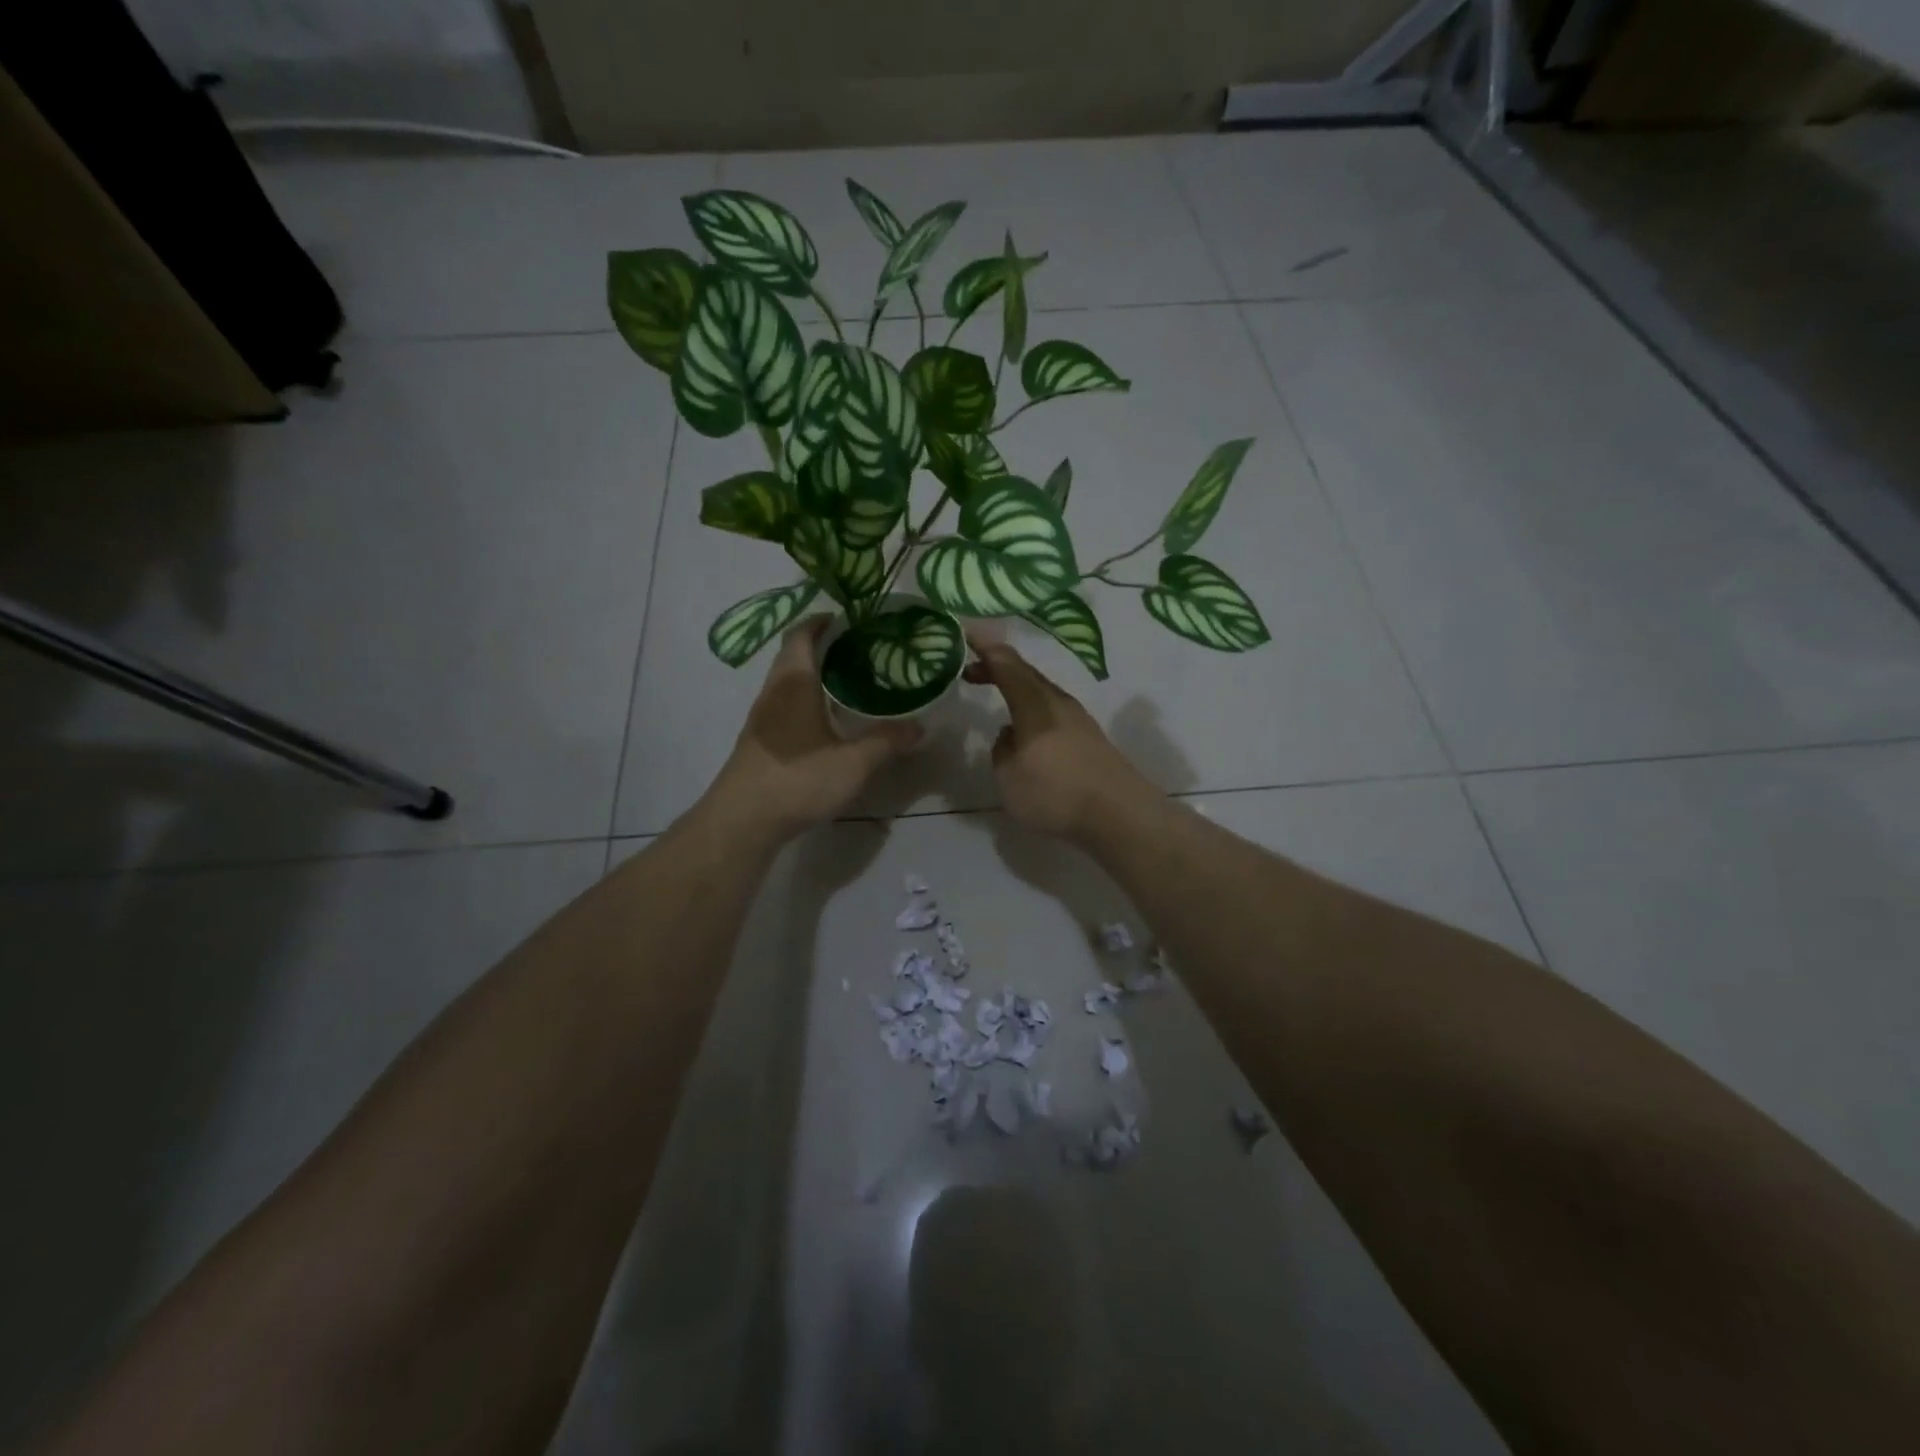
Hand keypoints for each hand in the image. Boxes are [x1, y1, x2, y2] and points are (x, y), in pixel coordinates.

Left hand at [705, 617, 918, 840]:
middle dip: (824, 647)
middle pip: (794, 655)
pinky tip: (831, 721)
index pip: (801, 635)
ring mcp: (764, 719)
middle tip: (862, 650)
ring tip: (852, 682)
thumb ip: (887, 741)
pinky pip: (787, 706)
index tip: (850, 619)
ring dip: (816, 676)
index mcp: (794, 683)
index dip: (822, 621)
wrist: (743, 821)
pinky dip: (808, 701)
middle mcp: (774, 693)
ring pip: (789, 683)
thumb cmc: (798, 779)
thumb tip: (920, 727)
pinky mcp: (761, 742)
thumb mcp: (854, 762)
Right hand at [963, 640, 1158, 840]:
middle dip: (998, 668)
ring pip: (1041, 692)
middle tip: (972, 672)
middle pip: (1026, 674)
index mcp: (1034, 704)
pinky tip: (1027, 731)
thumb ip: (1002, 749)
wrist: (1118, 814)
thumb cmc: (1055, 792)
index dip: (985, 649)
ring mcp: (1078, 719)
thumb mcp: (1009, 776)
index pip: (1006, 665)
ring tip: (998, 698)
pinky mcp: (1090, 738)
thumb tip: (1010, 735)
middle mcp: (1058, 702)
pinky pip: (1052, 711)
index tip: (966, 635)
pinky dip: (1032, 709)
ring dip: (1017, 690)